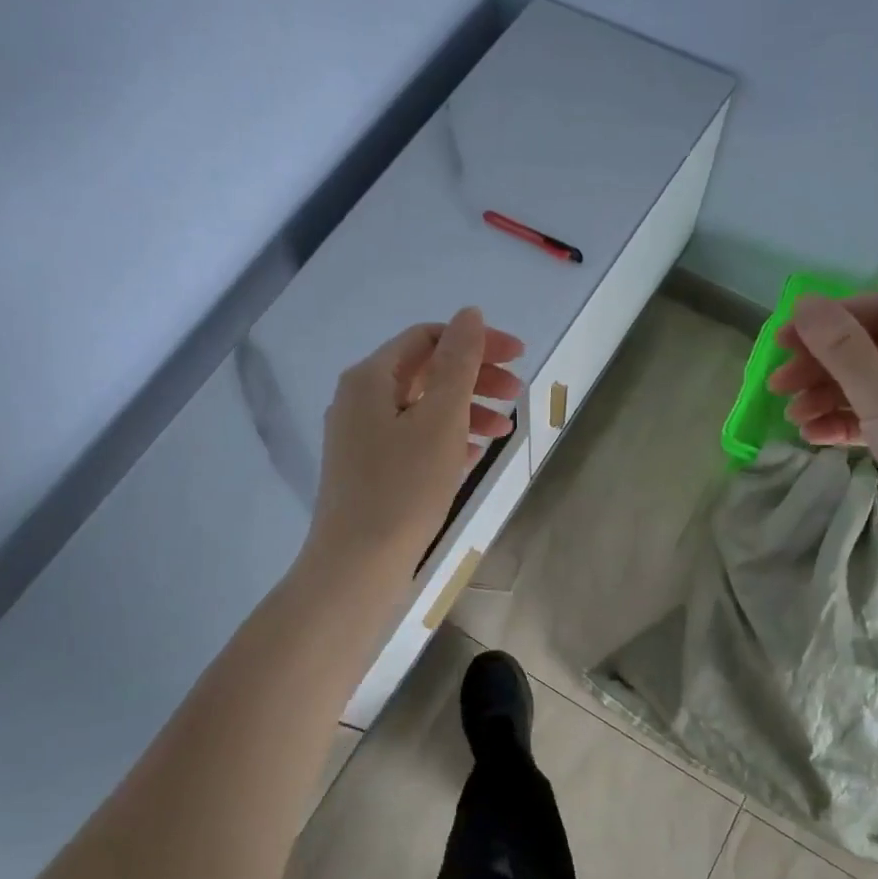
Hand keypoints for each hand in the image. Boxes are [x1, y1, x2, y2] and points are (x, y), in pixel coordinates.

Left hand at [306, 308, 523, 574]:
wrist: (357, 565)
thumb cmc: (403, 487)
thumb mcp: (440, 419)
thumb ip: (458, 362)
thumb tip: (470, 314)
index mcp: (371, 377)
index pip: (428, 338)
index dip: (476, 341)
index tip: (520, 357)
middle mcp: (359, 399)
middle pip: (426, 371)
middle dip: (475, 378)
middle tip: (519, 395)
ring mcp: (360, 436)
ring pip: (422, 407)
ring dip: (466, 410)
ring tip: (504, 431)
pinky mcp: (368, 469)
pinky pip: (413, 438)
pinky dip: (446, 438)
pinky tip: (474, 454)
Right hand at [768, 291, 877, 543]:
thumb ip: (841, 347)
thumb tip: (803, 302)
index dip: (830, 321)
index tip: (782, 341)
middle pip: (874, 349)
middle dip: (822, 365)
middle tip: (777, 385)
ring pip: (873, 386)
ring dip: (828, 397)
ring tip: (793, 418)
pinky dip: (846, 423)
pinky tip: (813, 436)